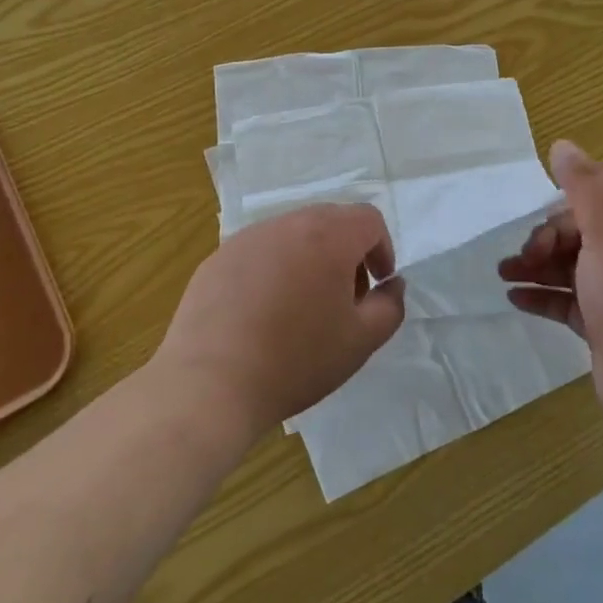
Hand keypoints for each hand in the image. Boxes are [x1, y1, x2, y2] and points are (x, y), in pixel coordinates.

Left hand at [154, 204, 405, 443]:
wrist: (210, 384)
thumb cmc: (296, 360)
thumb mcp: (361, 341)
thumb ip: (390, 305)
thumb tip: (391, 284)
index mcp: (327, 236)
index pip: (368, 219)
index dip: (382, 249)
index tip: (376, 286)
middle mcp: (287, 224)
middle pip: (330, 221)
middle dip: (347, 253)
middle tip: (343, 299)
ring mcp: (248, 238)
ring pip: (293, 234)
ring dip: (310, 259)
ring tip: (302, 308)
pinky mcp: (218, 258)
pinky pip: (260, 252)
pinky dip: (274, 270)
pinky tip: (263, 314)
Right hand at [500, 141, 602, 439]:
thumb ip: (584, 184)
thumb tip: (562, 145)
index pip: (602, 185)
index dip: (569, 191)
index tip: (538, 206)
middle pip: (579, 225)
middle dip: (545, 235)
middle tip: (526, 255)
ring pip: (569, 262)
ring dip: (535, 265)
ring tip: (503, 274)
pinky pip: (566, 298)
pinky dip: (541, 295)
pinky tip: (514, 297)